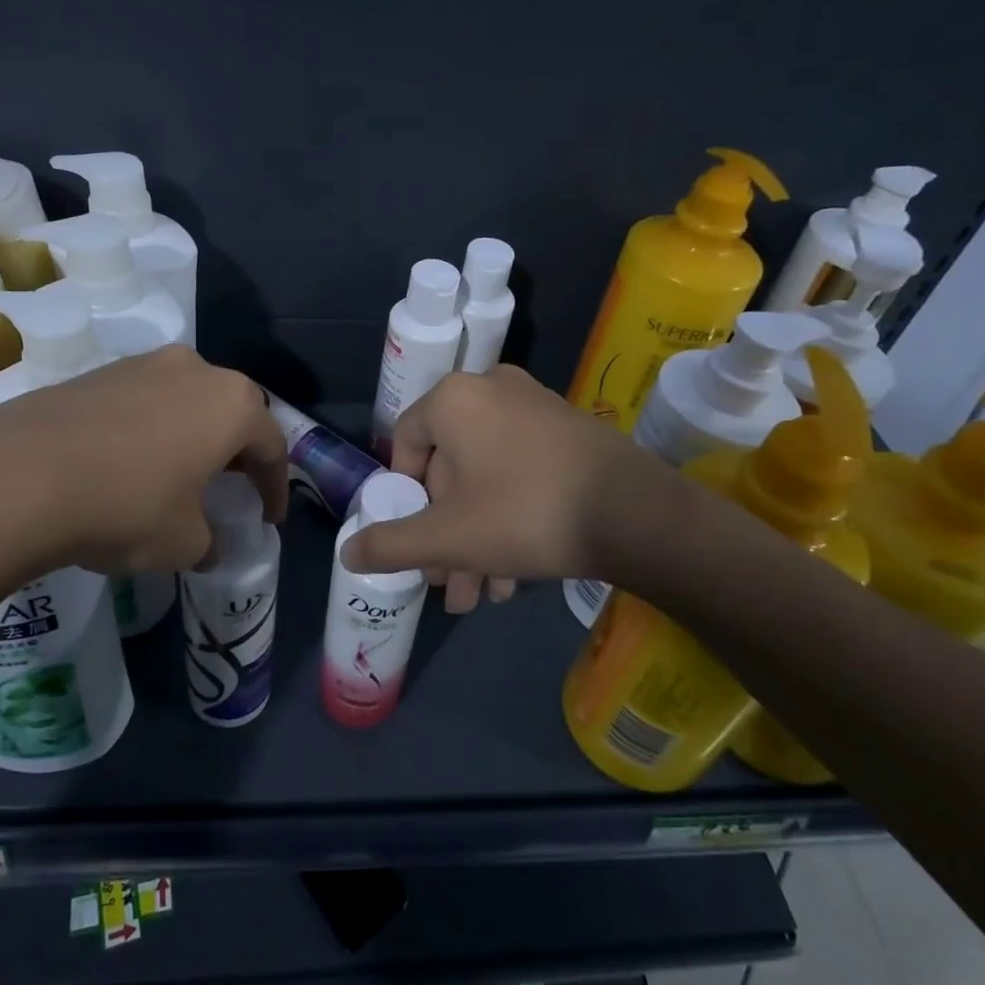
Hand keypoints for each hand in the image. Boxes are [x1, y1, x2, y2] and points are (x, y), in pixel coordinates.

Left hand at [0, 346, 288, 583]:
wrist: (19, 478)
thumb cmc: (125, 507)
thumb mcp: (183, 543)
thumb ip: (209, 542)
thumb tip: (206, 544)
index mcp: (232, 405)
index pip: (272, 446)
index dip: (275, 487)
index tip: (269, 518)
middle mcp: (196, 371)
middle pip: (232, 412)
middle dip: (236, 452)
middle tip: (230, 487)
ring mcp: (144, 365)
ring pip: (187, 401)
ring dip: (192, 435)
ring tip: (179, 473)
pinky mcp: (99, 372)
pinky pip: (144, 400)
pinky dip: (151, 428)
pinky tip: (130, 462)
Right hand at [342, 366, 677, 611]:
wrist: (637, 513)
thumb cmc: (525, 513)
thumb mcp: (448, 538)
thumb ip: (390, 544)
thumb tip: (348, 551)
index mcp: (455, 399)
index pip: (405, 443)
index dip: (404, 497)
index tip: (416, 538)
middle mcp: (492, 389)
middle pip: (450, 469)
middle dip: (447, 533)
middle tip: (450, 583)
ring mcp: (535, 405)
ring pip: (487, 476)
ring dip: (479, 536)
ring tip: (484, 595)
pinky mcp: (568, 428)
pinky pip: (520, 469)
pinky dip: (510, 515)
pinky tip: (516, 574)